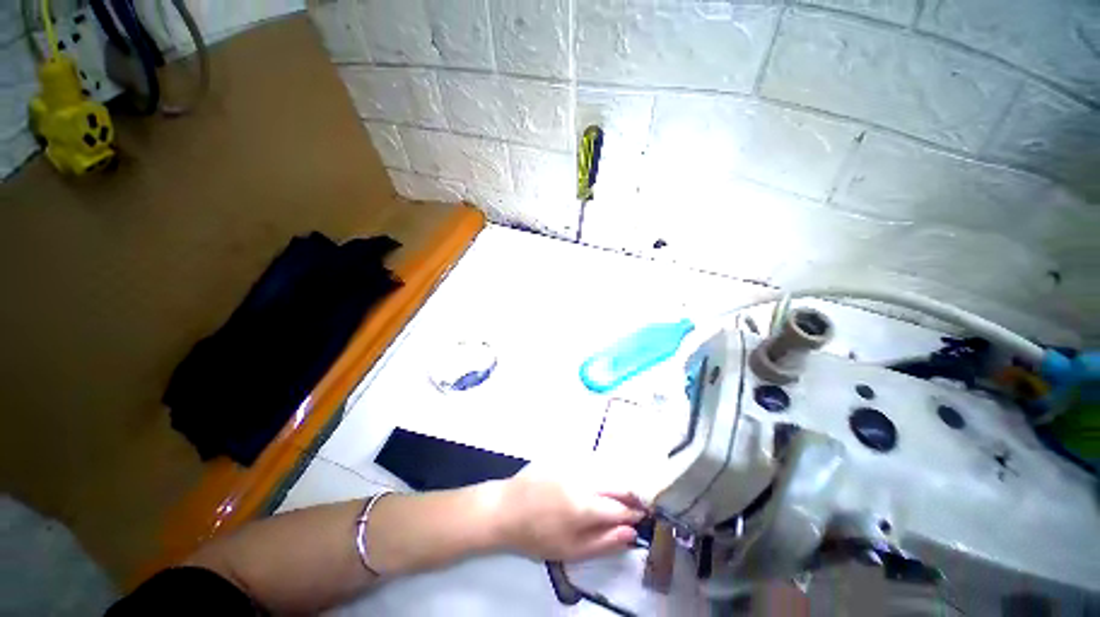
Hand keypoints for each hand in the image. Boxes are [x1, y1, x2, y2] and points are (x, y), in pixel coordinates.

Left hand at [487, 472, 647, 561]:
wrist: (507, 507)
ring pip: (605, 472)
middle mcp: (583, 480)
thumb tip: (631, 533)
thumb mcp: (571, 550)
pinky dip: (599, 474)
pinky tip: (596, 482)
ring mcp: (573, 466)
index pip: (621, 508)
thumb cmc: (537, 535)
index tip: (643, 516)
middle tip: (636, 505)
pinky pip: (589, 464)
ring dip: (615, 484)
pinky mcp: (564, 458)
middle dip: (630, 495)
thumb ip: (604, 542)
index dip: (634, 513)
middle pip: (616, 484)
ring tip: (617, 496)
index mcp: (585, 506)